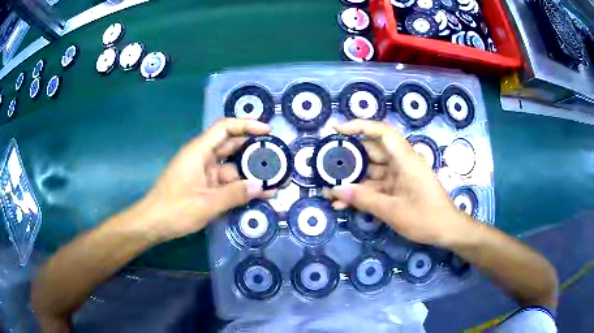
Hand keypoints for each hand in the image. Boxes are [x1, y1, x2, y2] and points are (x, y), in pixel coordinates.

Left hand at [137, 118, 275, 241]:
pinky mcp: (204, 187)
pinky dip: (240, 187)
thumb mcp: (207, 203)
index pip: (225, 128)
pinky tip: (258, 194)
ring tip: (274, 178)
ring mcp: (203, 173)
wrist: (152, 224)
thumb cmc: (175, 209)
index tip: (267, 132)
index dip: (247, 125)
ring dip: (249, 173)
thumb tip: (260, 186)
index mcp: (199, 151)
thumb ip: (235, 194)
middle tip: (276, 156)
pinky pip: (226, 183)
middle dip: (253, 150)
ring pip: (231, 167)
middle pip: (231, 146)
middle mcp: (202, 158)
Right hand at [323, 119, 471, 246]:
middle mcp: (401, 163)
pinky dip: (361, 193)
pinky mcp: (398, 189)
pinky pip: (376, 186)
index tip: (336, 129)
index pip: (381, 131)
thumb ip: (363, 199)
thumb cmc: (425, 217)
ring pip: (371, 172)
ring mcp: (399, 176)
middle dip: (348, 159)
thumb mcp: (392, 210)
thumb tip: (335, 190)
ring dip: (352, 181)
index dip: (358, 126)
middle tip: (324, 166)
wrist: (447, 230)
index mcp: (404, 159)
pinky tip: (343, 204)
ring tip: (329, 191)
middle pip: (371, 152)